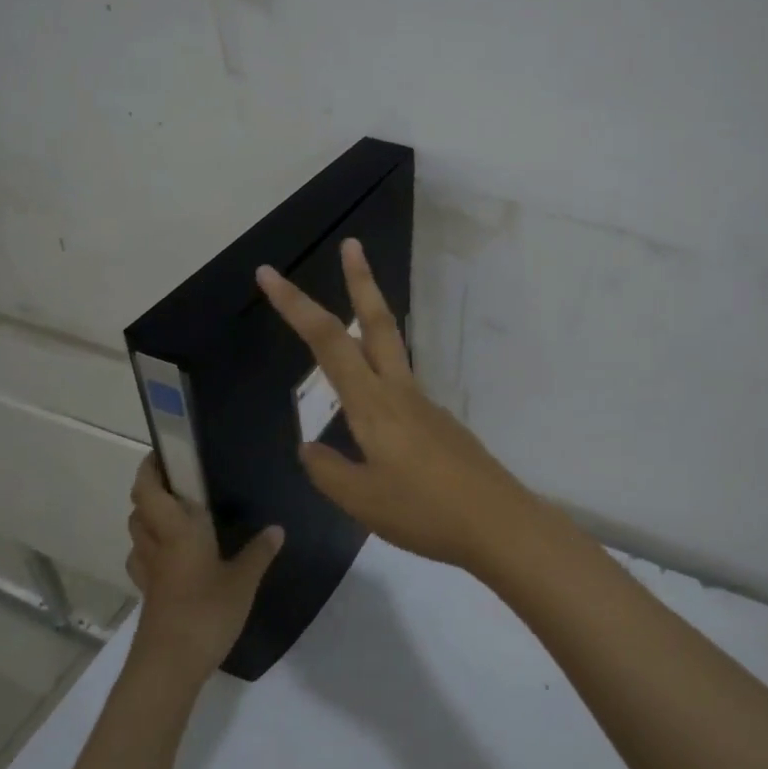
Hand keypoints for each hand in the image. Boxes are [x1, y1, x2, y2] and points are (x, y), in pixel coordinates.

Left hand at [125, 456, 282, 679]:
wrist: (169, 666)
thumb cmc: (206, 612)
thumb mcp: (243, 581)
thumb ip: (259, 552)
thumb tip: (276, 528)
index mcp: (177, 531)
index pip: (149, 490)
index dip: (149, 469)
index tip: (162, 454)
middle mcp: (157, 545)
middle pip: (139, 510)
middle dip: (151, 493)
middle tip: (180, 485)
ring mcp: (149, 574)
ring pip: (137, 536)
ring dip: (148, 521)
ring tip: (177, 517)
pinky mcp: (149, 597)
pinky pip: (144, 562)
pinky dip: (152, 551)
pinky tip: (174, 559)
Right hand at [256, 238, 548, 575]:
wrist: (498, 523)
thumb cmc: (425, 512)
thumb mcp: (362, 501)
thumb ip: (328, 471)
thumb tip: (308, 448)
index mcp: (373, 405)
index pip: (327, 342)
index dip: (295, 305)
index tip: (269, 274)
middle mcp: (400, 392)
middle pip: (376, 323)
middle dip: (361, 281)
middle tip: (353, 245)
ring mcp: (425, 405)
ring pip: (391, 350)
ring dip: (370, 320)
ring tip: (349, 314)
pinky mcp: (439, 424)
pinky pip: (401, 388)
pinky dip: (379, 377)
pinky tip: (372, 417)